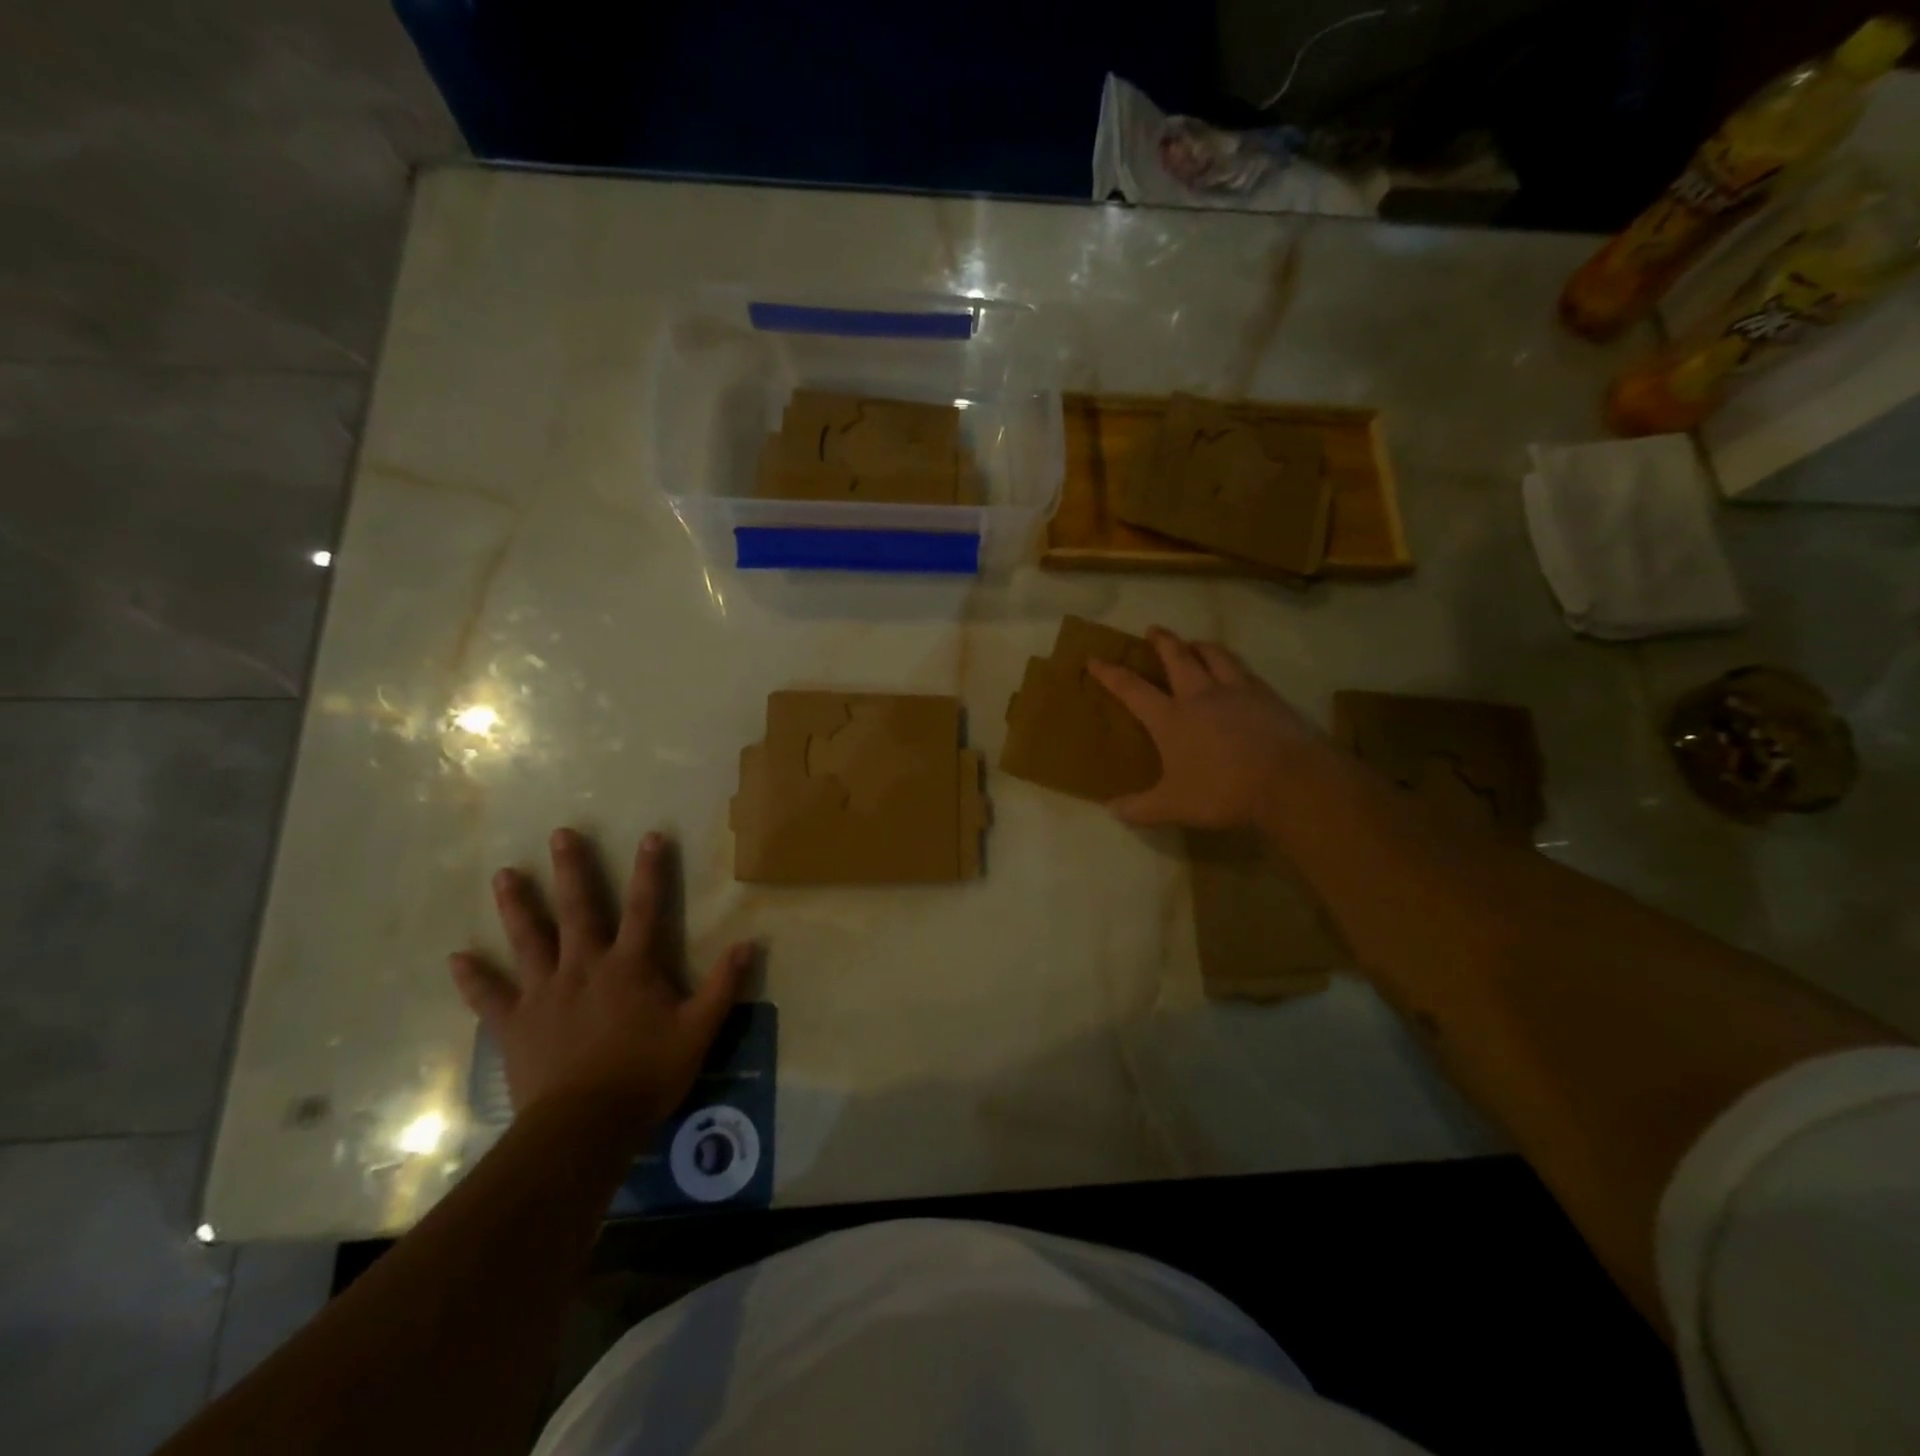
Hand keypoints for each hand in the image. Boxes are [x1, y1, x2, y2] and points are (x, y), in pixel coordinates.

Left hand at [449, 828, 750, 1129]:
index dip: (650, 870)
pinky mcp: (515, 1024)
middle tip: (560, 834)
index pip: (645, 907)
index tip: (651, 835)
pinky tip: (456, 957)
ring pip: (528, 940)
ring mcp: (544, 993)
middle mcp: (584, 967)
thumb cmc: (646, 1075)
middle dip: (571, 870)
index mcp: (630, 966)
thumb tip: (749, 943)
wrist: (584, 1127)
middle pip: (577, 909)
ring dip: (517, 906)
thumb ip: (723, 985)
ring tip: (505, 874)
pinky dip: (473, 977)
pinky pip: (489, 996)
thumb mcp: (698, 1030)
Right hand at [1088, 627, 1320, 828]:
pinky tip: (1237, 673)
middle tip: (1153, 630)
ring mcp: (1236, 692)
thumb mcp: (1174, 806)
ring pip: (1215, 656)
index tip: (1094, 658)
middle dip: (1162, 642)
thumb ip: (1140, 808)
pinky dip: (1234, 666)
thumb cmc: (1222, 791)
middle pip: (1178, 658)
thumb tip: (1112, 810)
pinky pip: (1245, 671)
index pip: (1132, 689)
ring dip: (1200, 646)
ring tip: (1195, 643)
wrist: (1288, 780)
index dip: (1110, 673)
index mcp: (1170, 718)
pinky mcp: (1267, 697)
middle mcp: (1200, 696)